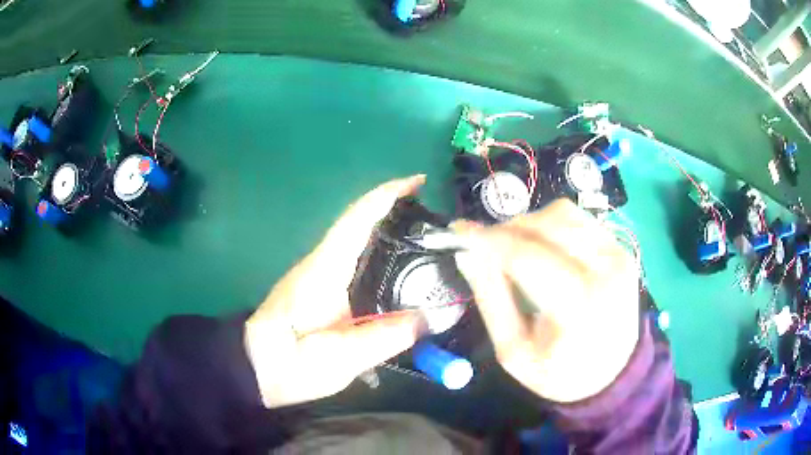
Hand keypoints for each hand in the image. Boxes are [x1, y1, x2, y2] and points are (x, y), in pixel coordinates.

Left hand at [244, 175, 425, 408]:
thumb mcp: (338, 359)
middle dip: (397, 210)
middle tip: (437, 220)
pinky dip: (381, 254)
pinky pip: (356, 260)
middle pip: (361, 222)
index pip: (357, 219)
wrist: (254, 369)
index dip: (388, 195)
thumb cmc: (288, 364)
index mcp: (325, 270)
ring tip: (429, 242)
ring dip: (391, 230)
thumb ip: (383, 338)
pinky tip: (401, 271)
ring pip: (358, 240)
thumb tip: (428, 318)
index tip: (419, 183)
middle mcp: (322, 262)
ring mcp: (319, 274)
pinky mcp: (321, 288)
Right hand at [452, 199, 639, 402]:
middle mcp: (606, 270)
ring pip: (564, 213)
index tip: (456, 232)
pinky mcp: (620, 247)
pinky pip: (578, 219)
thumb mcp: (514, 351)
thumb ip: (491, 299)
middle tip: (484, 246)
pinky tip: (542, 249)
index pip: (527, 256)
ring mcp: (618, 254)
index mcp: (579, 307)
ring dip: (529, 223)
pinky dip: (551, 225)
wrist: (613, 373)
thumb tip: (467, 252)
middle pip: (547, 224)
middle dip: (507, 229)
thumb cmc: (559, 372)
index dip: (487, 239)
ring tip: (512, 248)